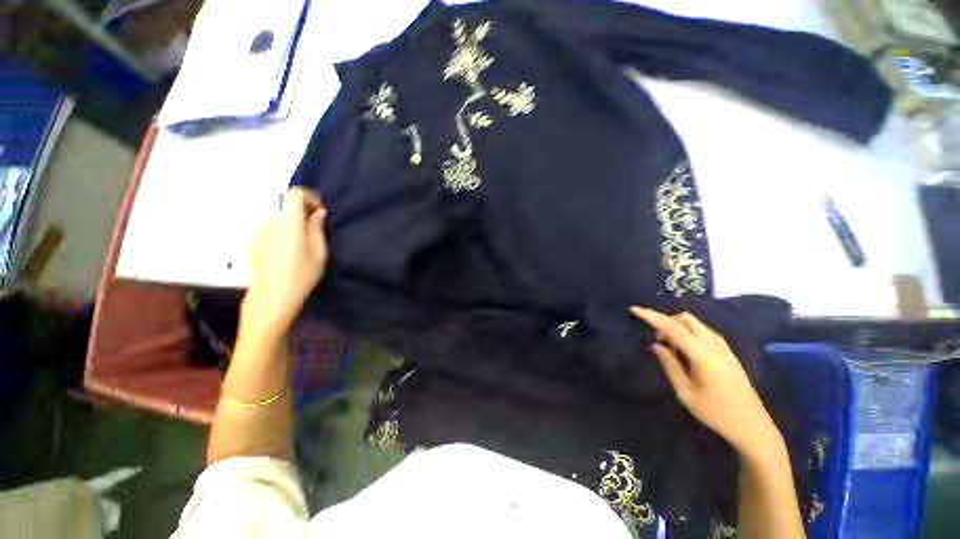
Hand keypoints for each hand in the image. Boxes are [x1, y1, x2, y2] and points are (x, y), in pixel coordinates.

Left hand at [245, 187, 327, 335]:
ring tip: (298, 229)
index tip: (319, 210)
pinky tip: (285, 241)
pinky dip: (277, 223)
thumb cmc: (301, 273)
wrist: (273, 294)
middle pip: (282, 198)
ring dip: (287, 213)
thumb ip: (317, 227)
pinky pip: (266, 221)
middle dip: (298, 204)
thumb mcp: (319, 251)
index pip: (295, 193)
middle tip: (311, 219)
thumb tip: (318, 212)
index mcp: (289, 220)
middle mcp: (270, 219)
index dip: (309, 197)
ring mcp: (258, 228)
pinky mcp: (252, 238)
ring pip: (272, 209)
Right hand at [631, 307, 782, 458]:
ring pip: (695, 324)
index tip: (634, 309)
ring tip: (667, 344)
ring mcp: (723, 347)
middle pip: (685, 319)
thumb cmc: (716, 413)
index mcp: (702, 354)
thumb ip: (669, 365)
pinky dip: (688, 332)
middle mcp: (714, 345)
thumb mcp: (685, 393)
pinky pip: (703, 331)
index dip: (652, 316)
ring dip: (677, 326)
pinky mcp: (727, 352)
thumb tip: (656, 345)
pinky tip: (684, 349)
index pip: (672, 327)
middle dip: (665, 320)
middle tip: (655, 337)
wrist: (752, 426)